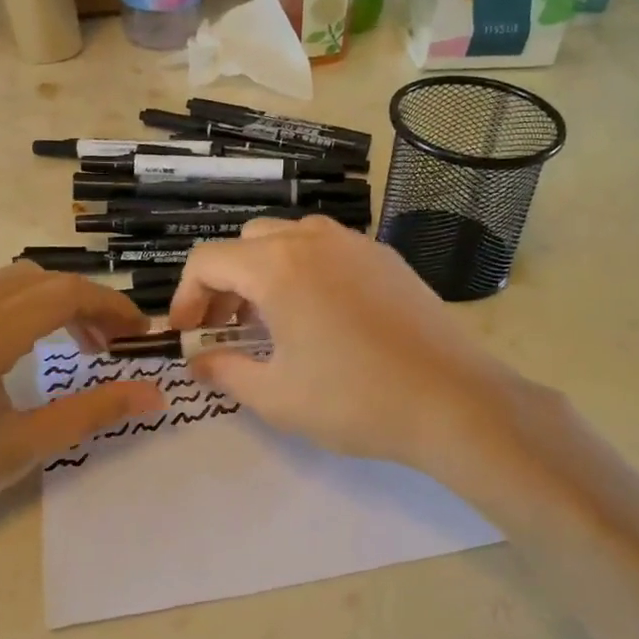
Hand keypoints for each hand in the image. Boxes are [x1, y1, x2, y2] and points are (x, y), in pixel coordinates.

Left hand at [0, 263, 162, 571]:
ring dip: (52, 302)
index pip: (65, 294)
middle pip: (41, 279)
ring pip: (9, 282)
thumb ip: (91, 413)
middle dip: (87, 303)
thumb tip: (154, 394)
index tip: (140, 336)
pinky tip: (23, 351)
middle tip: (113, 345)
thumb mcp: (19, 450)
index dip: (112, 308)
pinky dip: (20, 308)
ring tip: (76, 347)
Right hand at [168, 217, 551, 486]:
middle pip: (247, 242)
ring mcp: (356, 244)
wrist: (452, 400)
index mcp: (278, 266)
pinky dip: (306, 270)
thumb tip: (198, 362)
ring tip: (273, 320)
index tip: (189, 333)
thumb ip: (225, 371)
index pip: (208, 260)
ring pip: (290, 238)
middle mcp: (313, 240)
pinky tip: (322, 315)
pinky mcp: (387, 258)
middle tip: (228, 327)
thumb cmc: (354, 400)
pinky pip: (330, 249)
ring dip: (266, 270)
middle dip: (225, 281)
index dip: (186, 295)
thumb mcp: (276, 396)